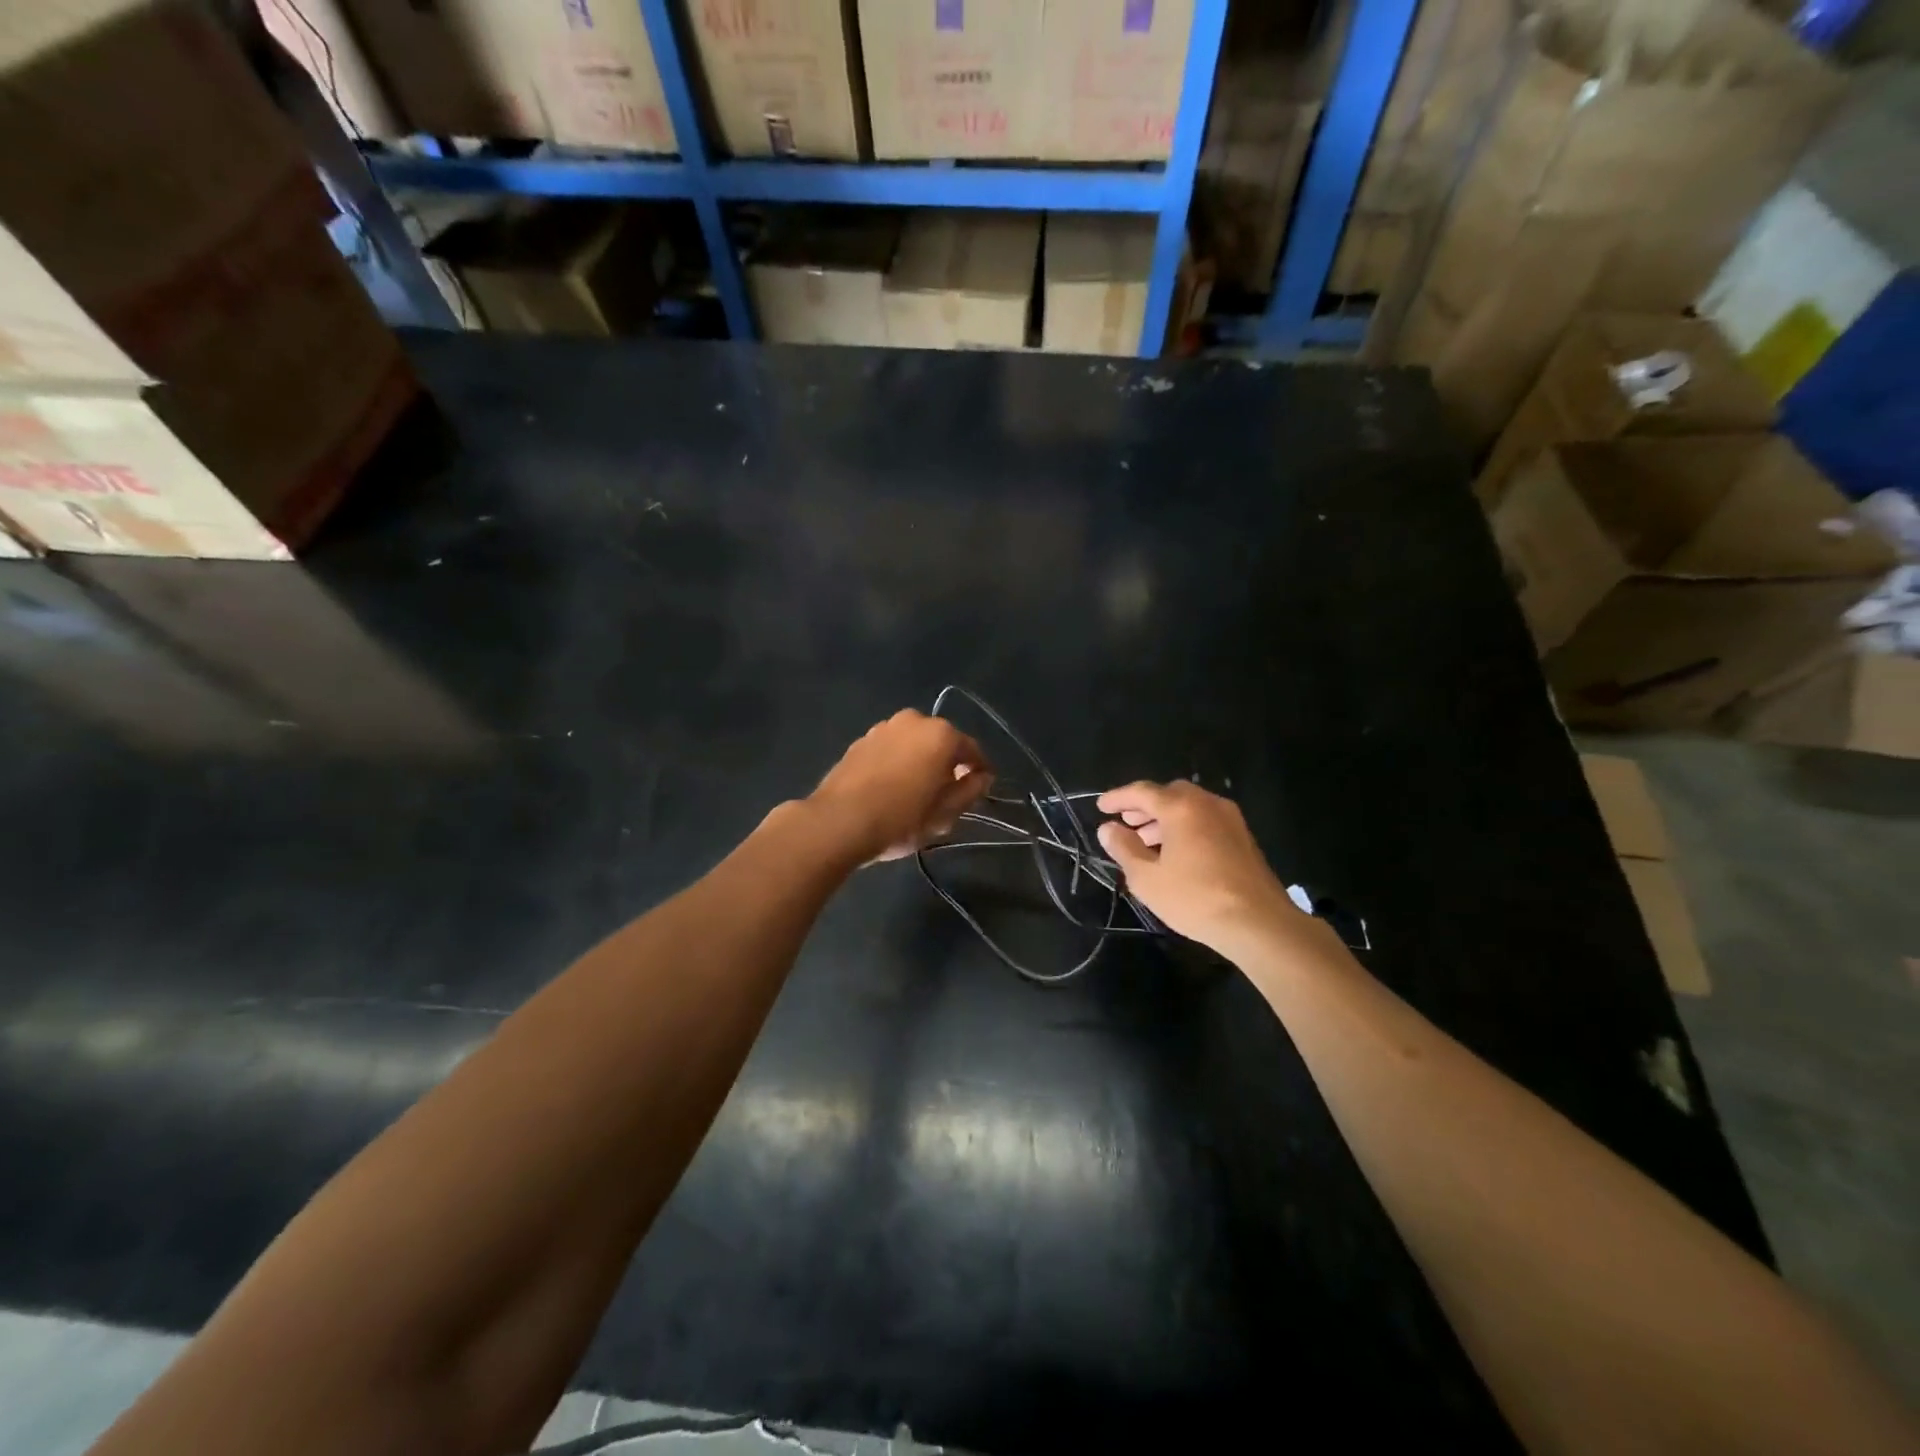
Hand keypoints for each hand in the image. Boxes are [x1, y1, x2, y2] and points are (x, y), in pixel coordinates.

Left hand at [809, 710, 993, 863]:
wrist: (838, 822)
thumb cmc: (900, 819)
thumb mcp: (944, 813)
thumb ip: (970, 790)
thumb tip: (982, 777)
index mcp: (941, 735)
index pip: (972, 750)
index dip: (980, 771)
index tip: (981, 789)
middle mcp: (914, 720)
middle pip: (941, 742)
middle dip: (947, 763)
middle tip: (947, 794)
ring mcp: (883, 727)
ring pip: (914, 743)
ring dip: (920, 760)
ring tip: (917, 791)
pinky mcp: (860, 741)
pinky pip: (891, 748)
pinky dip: (897, 762)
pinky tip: (891, 787)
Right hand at [1096, 781, 1301, 953]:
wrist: (1259, 922)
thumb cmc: (1195, 898)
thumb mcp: (1147, 878)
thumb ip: (1124, 848)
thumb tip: (1108, 829)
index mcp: (1180, 807)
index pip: (1142, 792)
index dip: (1118, 798)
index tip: (1101, 806)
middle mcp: (1207, 803)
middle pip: (1169, 794)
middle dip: (1145, 806)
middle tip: (1126, 822)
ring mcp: (1230, 819)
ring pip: (1190, 807)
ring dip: (1165, 818)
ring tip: (1147, 841)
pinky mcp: (1243, 838)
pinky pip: (1206, 820)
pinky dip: (1186, 827)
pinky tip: (1176, 853)